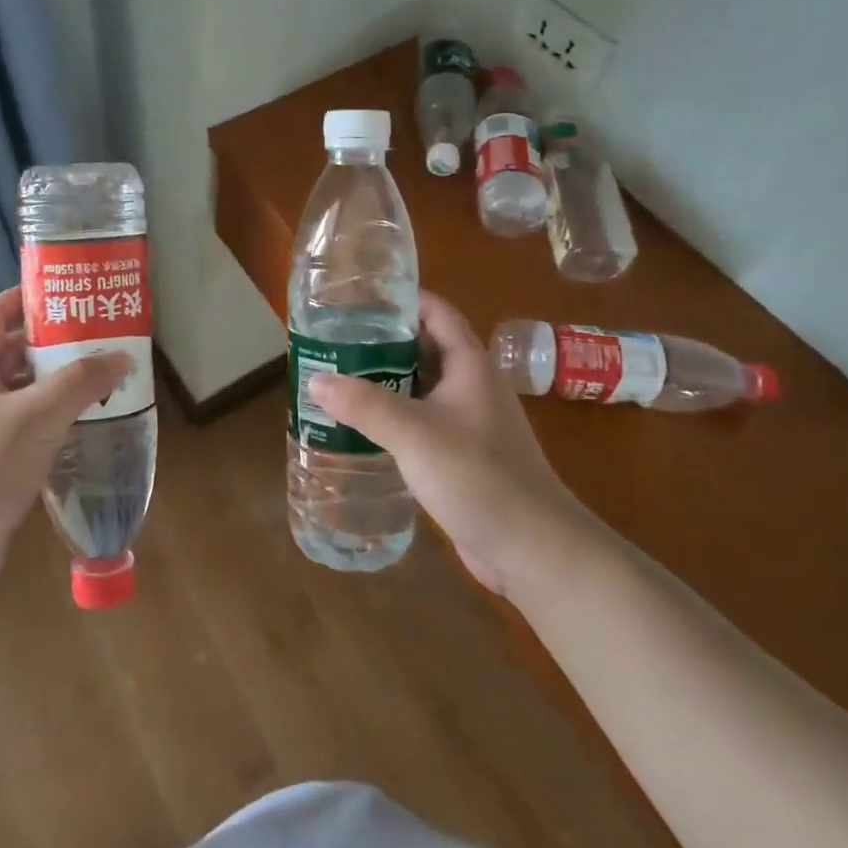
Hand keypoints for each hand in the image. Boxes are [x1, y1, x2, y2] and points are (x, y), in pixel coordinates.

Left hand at [0, 288, 128, 620]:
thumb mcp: (37, 417)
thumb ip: (81, 382)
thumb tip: (121, 356)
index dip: (27, 299)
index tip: (68, 294)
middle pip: (10, 353)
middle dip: (52, 344)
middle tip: (97, 338)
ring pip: (18, 392)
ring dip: (55, 385)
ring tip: (99, 379)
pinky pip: (20, 426)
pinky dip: (48, 419)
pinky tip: (81, 424)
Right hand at [308, 292, 587, 597]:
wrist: (533, 549)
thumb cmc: (478, 476)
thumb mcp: (415, 433)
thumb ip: (364, 404)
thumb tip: (315, 380)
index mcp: (470, 366)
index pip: (437, 313)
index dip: (403, 299)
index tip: (360, 298)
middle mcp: (472, 387)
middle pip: (425, 348)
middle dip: (383, 342)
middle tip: (335, 340)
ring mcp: (469, 423)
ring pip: (422, 388)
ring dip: (386, 381)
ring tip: (339, 379)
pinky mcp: (462, 456)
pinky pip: (422, 423)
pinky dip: (394, 417)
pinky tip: (362, 427)